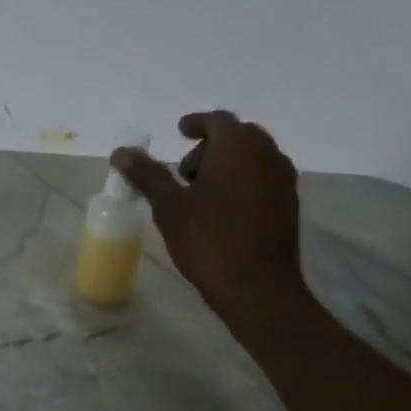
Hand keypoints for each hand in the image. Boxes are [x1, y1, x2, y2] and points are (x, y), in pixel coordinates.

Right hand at [112, 111, 307, 321]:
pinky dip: (240, 181)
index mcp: (238, 148)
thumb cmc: (209, 240)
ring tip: (197, 192)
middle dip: (210, 145)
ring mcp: (283, 182)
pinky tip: (219, 208)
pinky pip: (262, 178)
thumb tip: (122, 152)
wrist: (259, 289)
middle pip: (239, 136)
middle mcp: (267, 157)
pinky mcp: (288, 206)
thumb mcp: (168, 205)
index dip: (196, 123)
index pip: (218, 120)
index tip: (178, 132)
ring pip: (253, 157)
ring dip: (226, 163)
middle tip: (183, 169)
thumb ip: (147, 174)